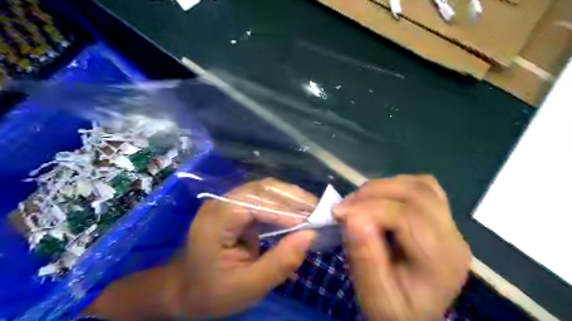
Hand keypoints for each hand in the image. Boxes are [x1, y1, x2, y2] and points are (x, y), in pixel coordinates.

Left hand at [177, 177, 319, 319]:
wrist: (182, 289)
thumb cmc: (210, 291)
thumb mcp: (247, 287)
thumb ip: (280, 263)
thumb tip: (310, 236)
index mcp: (217, 219)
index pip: (256, 203)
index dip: (286, 210)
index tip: (311, 223)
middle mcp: (222, 202)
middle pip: (262, 188)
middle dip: (293, 198)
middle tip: (319, 210)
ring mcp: (229, 202)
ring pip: (265, 190)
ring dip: (291, 198)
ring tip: (313, 210)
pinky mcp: (236, 207)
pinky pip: (264, 199)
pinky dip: (283, 205)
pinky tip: (297, 213)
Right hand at [336, 175, 468, 320]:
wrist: (412, 316)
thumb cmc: (393, 309)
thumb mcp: (374, 294)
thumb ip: (365, 257)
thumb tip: (352, 216)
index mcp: (441, 261)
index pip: (408, 217)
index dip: (370, 208)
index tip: (339, 213)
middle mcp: (453, 238)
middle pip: (418, 194)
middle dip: (375, 192)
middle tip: (347, 205)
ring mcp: (451, 226)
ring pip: (421, 185)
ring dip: (385, 187)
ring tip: (360, 202)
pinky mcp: (442, 219)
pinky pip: (423, 187)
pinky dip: (397, 186)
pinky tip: (380, 199)